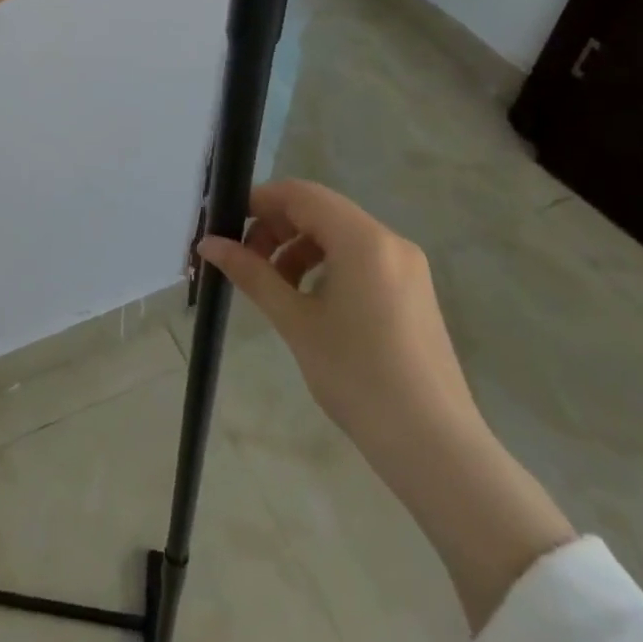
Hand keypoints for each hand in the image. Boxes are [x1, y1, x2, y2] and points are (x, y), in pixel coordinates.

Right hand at [199, 180, 482, 457]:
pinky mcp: (413, 291)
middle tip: (244, 261)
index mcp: (362, 239)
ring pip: (339, 234)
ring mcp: (406, 266)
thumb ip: (252, 274)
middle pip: (320, 211)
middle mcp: (389, 240)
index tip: (226, 226)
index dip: (259, 202)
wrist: (434, 447)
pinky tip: (309, 300)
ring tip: (273, 286)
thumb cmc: (357, 377)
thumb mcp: (295, 321)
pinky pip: (360, 257)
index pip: (300, 195)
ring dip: (299, 248)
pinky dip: (326, 265)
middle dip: (276, 228)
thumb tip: (209, 244)